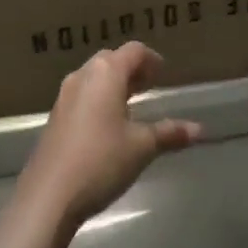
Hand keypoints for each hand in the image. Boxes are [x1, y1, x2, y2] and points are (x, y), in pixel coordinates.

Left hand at [17, 42, 204, 227]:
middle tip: (149, 86)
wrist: (48, 196)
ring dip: (113, 84)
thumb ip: (169, 133)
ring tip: (131, 104)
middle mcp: (82, 76)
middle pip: (110, 60)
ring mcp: (64, 96)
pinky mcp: (55, 117)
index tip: (163, 73)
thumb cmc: (101, 161)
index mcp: (106, 73)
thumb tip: (199, 129)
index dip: (151, 59)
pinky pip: (82, 95)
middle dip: (131, 70)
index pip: (133, 51)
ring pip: (93, 77)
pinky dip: (98, 99)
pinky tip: (108, 125)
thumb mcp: (141, 147)